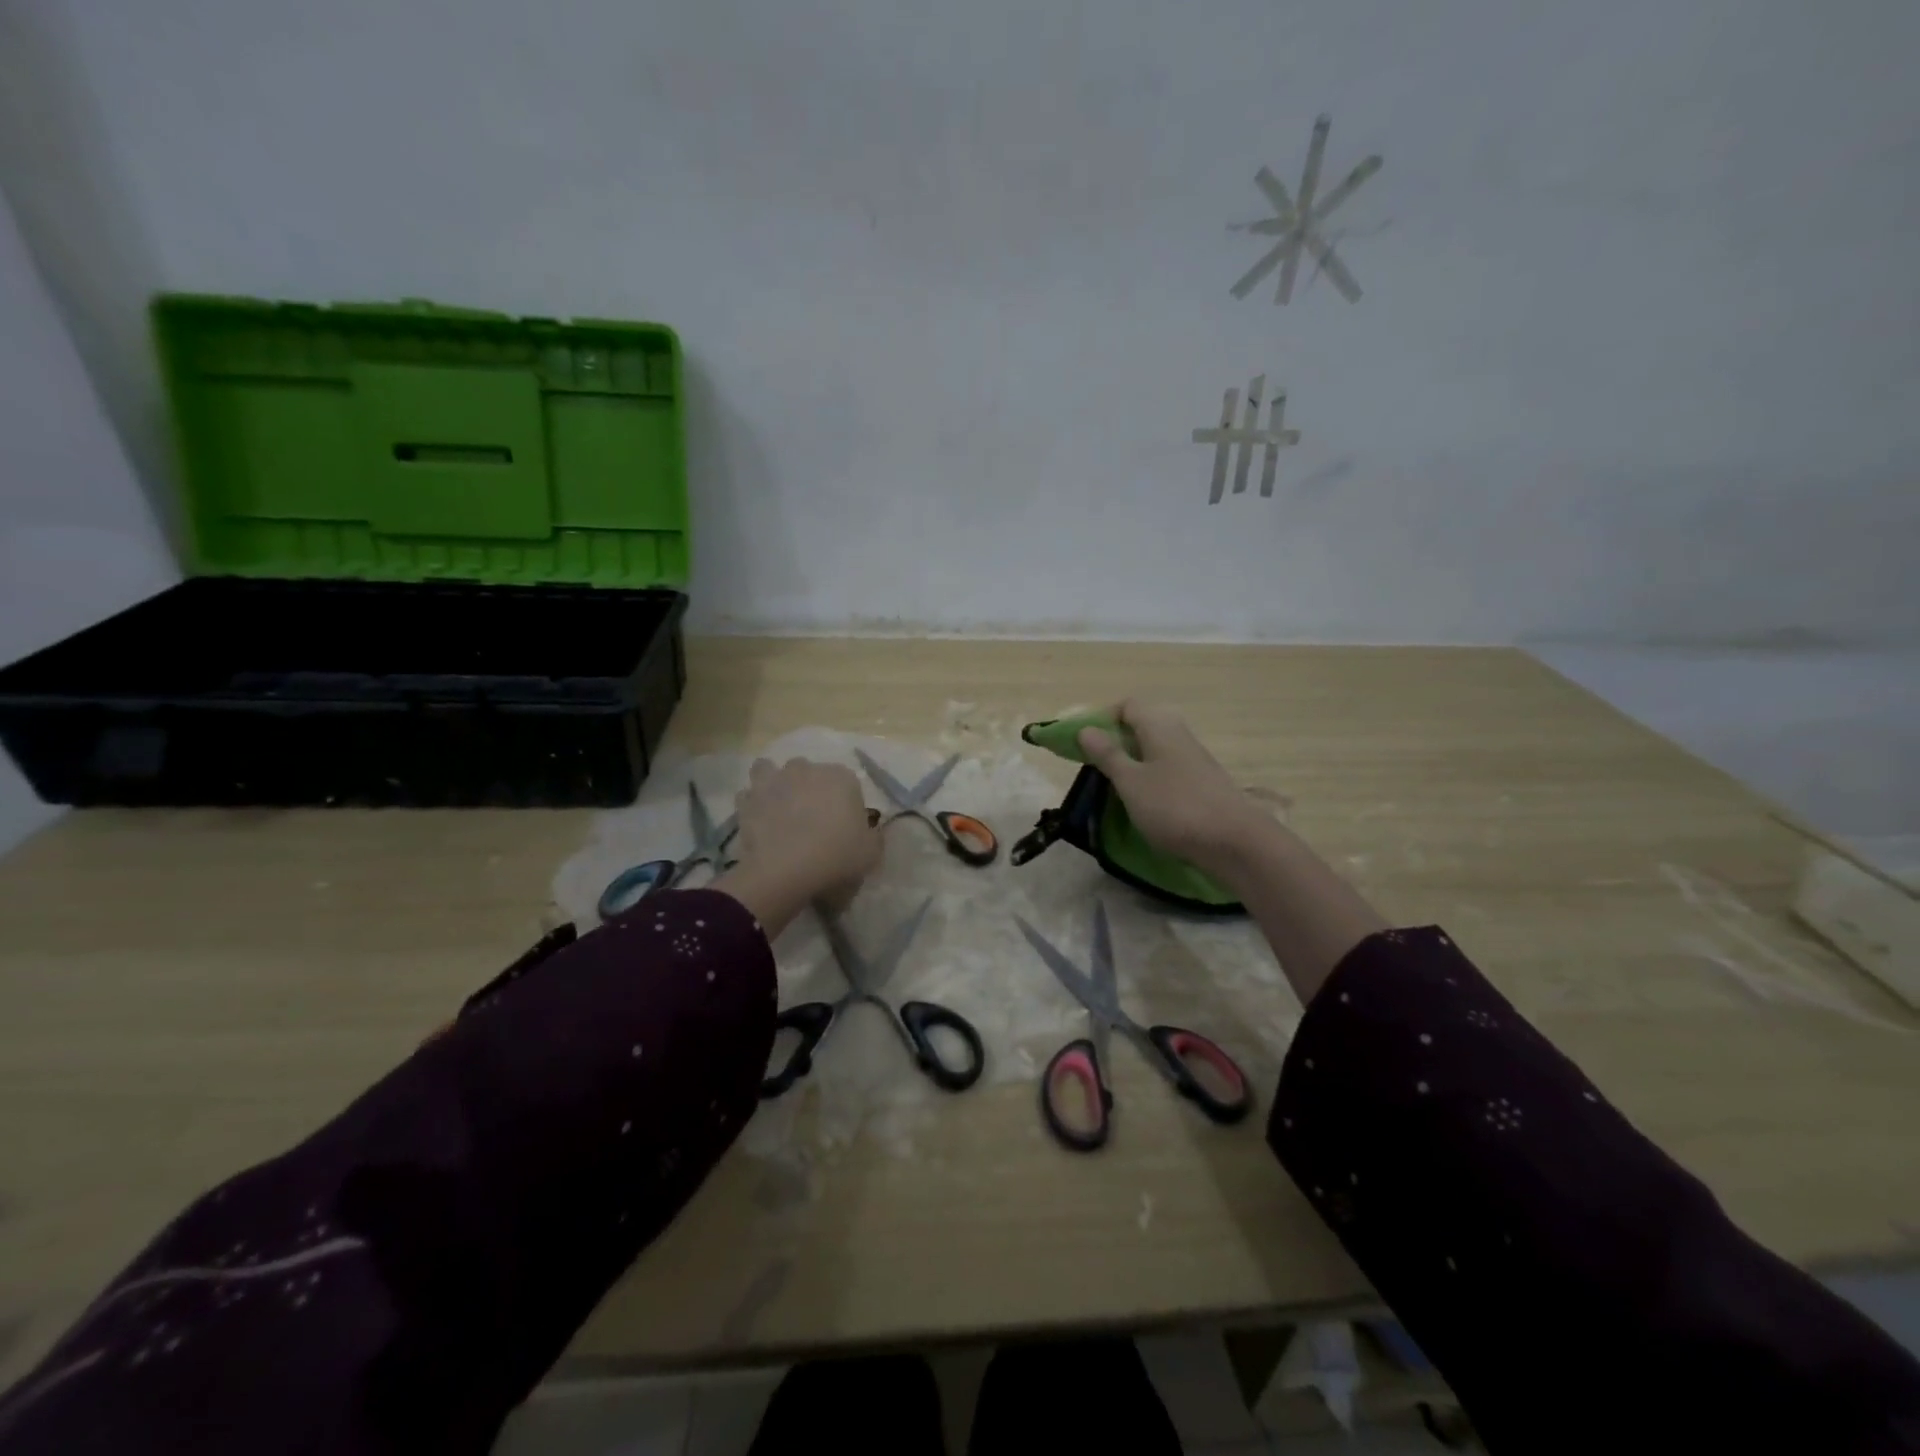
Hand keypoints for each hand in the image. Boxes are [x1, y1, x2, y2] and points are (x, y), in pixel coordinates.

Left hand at [717, 758, 882, 935]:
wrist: (786, 870)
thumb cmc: (837, 856)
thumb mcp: (871, 852)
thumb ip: (873, 836)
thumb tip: (868, 831)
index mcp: (842, 777)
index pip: (848, 784)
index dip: (846, 806)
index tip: (844, 829)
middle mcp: (806, 769)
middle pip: (809, 773)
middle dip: (809, 789)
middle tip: (811, 820)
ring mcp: (774, 781)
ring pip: (771, 771)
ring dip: (774, 784)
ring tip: (778, 809)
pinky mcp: (748, 799)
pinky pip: (749, 795)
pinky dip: (752, 804)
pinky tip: (758, 821)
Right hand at [1078, 701, 1273, 875]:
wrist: (1234, 841)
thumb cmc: (1174, 807)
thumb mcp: (1130, 782)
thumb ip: (1107, 755)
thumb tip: (1086, 729)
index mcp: (1159, 726)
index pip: (1127, 705)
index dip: (1103, 718)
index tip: (1085, 743)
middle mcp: (1178, 733)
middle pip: (1142, 724)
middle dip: (1117, 741)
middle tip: (1097, 765)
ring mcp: (1194, 757)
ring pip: (1155, 747)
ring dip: (1133, 761)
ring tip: (1117, 786)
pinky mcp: (1202, 780)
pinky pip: (1168, 767)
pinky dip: (1151, 777)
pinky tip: (1145, 801)